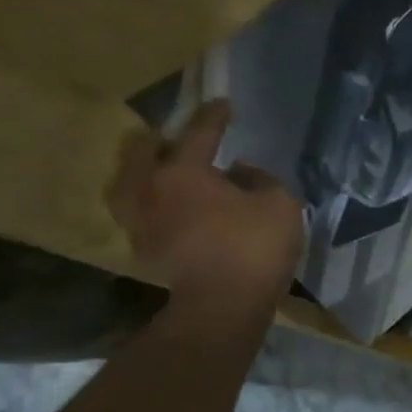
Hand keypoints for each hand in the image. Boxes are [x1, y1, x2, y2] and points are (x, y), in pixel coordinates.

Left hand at [107, 101, 304, 316]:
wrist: (224, 307)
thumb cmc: (254, 247)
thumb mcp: (280, 204)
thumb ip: (261, 179)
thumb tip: (241, 172)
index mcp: (183, 172)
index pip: (199, 133)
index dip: (214, 116)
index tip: (223, 104)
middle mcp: (151, 189)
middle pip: (144, 152)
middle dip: (163, 141)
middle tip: (183, 141)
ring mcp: (141, 222)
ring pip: (131, 184)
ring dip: (147, 173)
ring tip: (165, 173)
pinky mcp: (144, 249)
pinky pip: (141, 213)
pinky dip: (153, 203)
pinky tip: (171, 208)